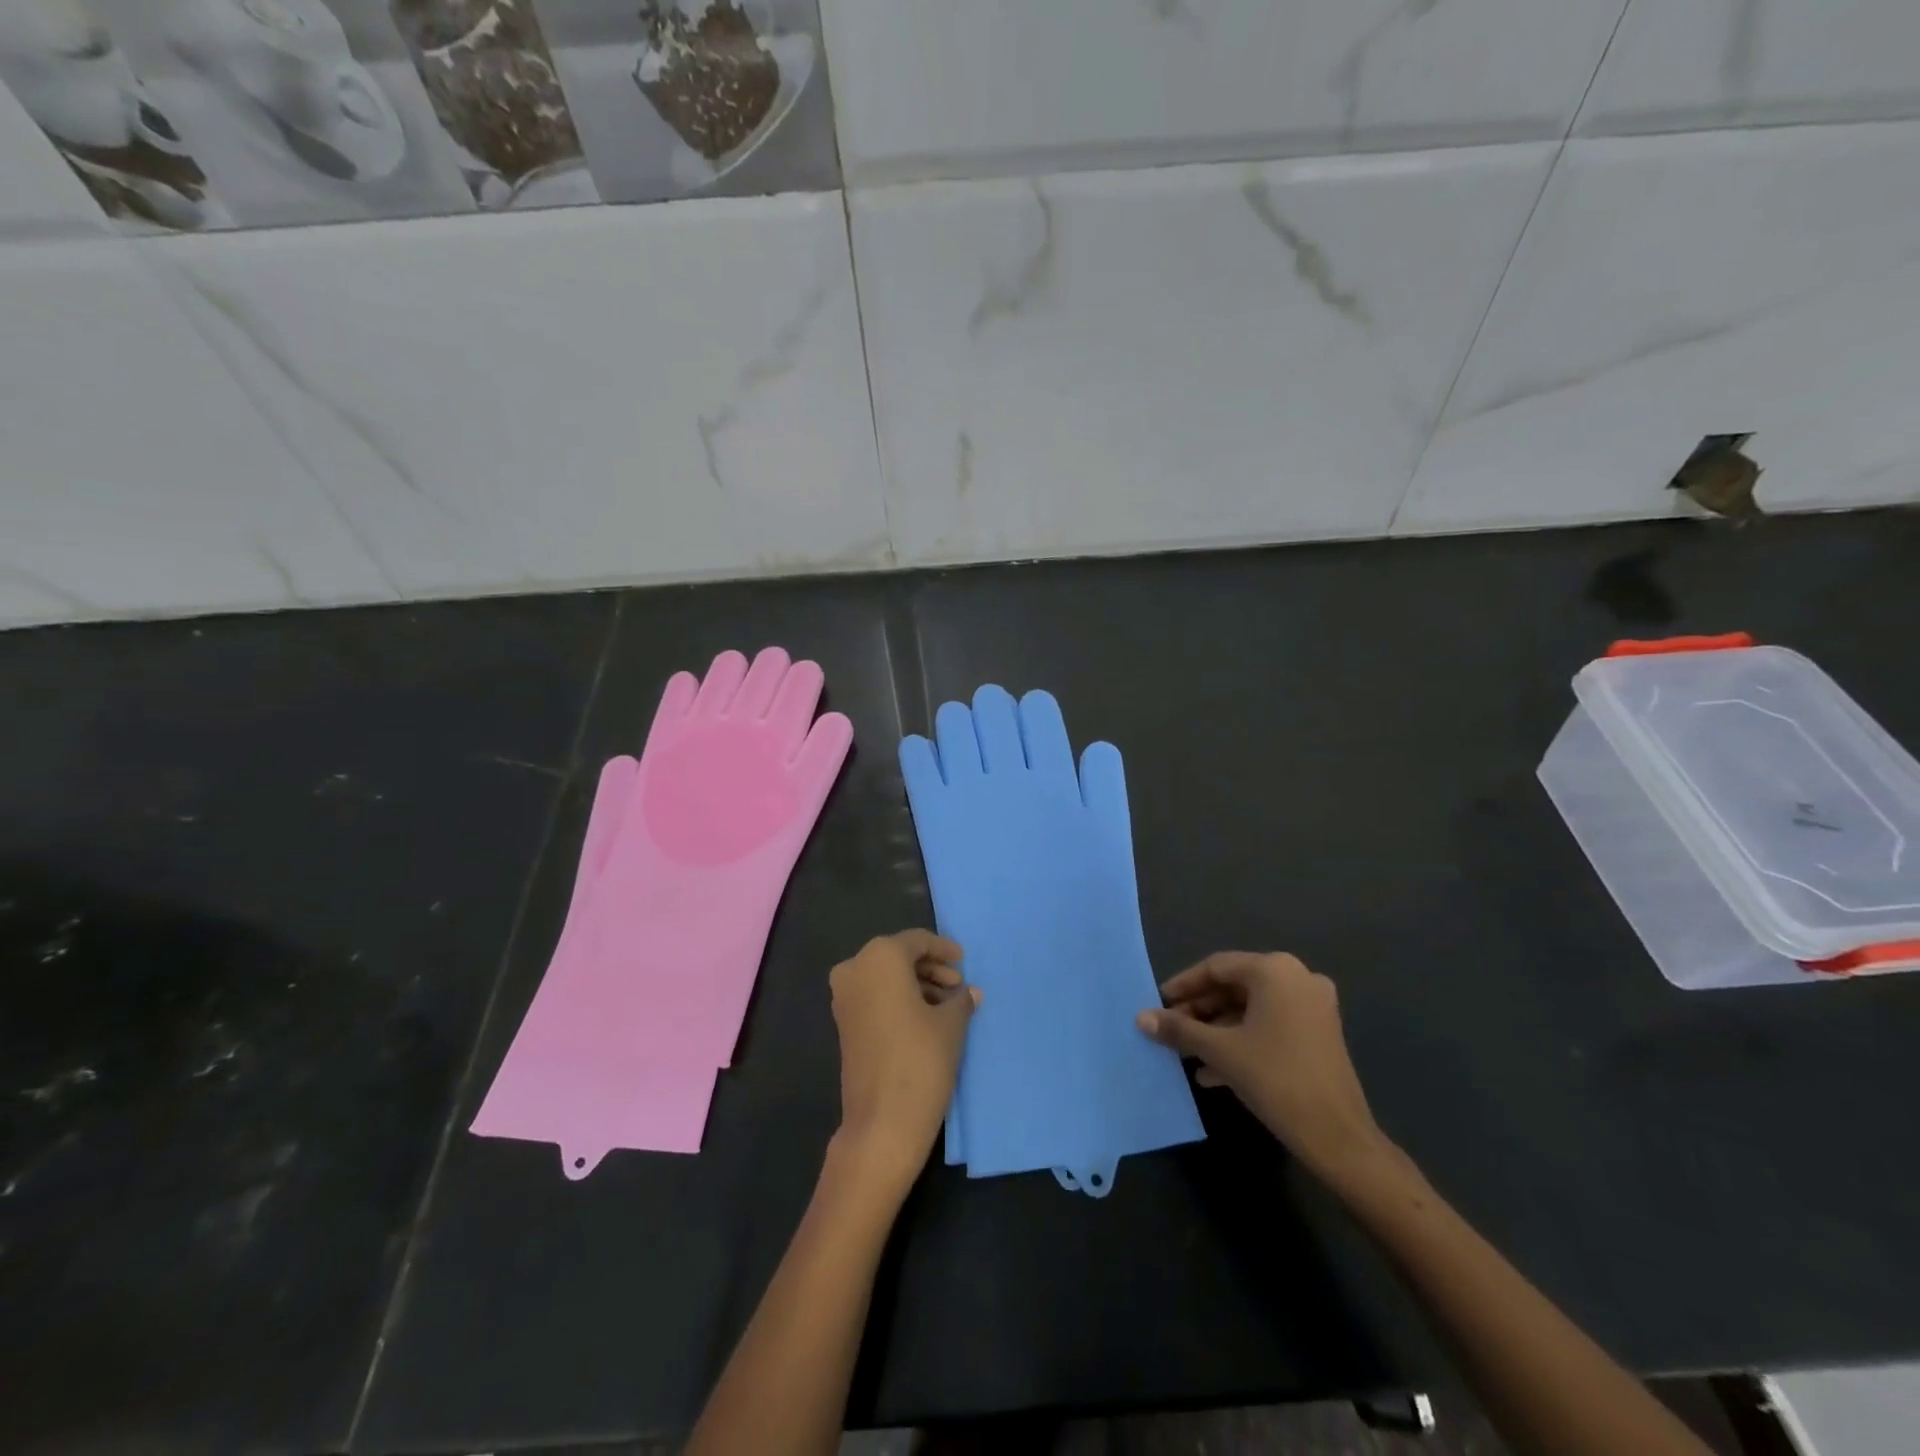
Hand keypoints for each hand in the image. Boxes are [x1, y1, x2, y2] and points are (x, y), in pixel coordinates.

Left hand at [828, 930, 978, 1195]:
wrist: (882, 1122)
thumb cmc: (921, 1059)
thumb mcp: (951, 1024)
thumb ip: (960, 1000)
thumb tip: (969, 992)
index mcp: (880, 957)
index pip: (916, 941)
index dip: (943, 948)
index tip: (964, 961)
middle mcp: (855, 968)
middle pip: (898, 956)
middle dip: (930, 968)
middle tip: (957, 985)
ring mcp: (844, 997)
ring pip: (885, 977)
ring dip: (916, 985)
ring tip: (947, 1005)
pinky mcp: (843, 1023)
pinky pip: (874, 996)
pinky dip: (898, 999)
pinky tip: (926, 1018)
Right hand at [1137, 952, 1391, 1184]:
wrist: (1338, 1137)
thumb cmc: (1275, 1079)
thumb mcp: (1220, 1050)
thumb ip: (1179, 1029)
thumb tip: (1141, 1018)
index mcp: (1274, 970)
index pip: (1216, 967)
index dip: (1183, 986)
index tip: (1158, 1004)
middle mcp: (1297, 978)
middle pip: (1234, 987)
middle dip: (1200, 1011)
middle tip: (1171, 1031)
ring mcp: (1313, 1006)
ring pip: (1251, 1009)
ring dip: (1217, 1030)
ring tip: (1187, 1054)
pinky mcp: (1319, 1034)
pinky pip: (1270, 1026)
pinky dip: (1242, 1041)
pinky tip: (1213, 1072)